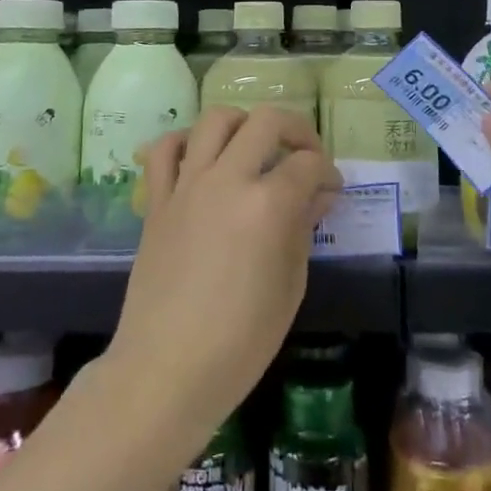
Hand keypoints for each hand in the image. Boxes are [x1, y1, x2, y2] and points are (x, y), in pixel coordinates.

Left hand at [110, 106, 341, 433]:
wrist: (166, 370)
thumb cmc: (240, 342)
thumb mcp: (290, 287)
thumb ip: (303, 228)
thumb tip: (318, 194)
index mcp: (267, 205)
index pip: (308, 164)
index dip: (329, 172)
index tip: (333, 190)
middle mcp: (227, 180)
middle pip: (266, 121)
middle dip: (296, 129)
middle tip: (305, 155)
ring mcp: (187, 185)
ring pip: (215, 120)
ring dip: (243, 123)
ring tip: (255, 147)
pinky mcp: (157, 200)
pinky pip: (165, 150)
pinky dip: (185, 142)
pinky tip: (201, 158)